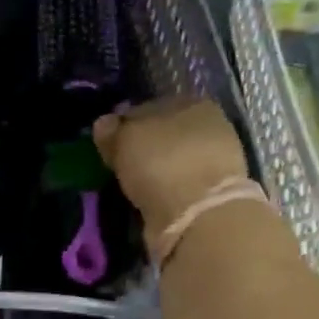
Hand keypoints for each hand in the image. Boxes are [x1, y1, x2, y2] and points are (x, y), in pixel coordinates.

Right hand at [93, 98, 254, 239]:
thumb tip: (104, 123)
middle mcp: (209, 127)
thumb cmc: (162, 163)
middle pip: (163, 134)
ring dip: (152, 171)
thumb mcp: (125, 139)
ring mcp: (214, 162)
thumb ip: (112, 130)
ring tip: (130, 185)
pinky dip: (162, 191)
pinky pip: (176, 186)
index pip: (148, 107)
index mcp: (192, 103)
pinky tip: (147, 199)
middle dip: (142, 147)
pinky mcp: (211, 195)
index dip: (125, 123)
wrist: (197, 215)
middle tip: (117, 165)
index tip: (107, 142)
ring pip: (170, 161)